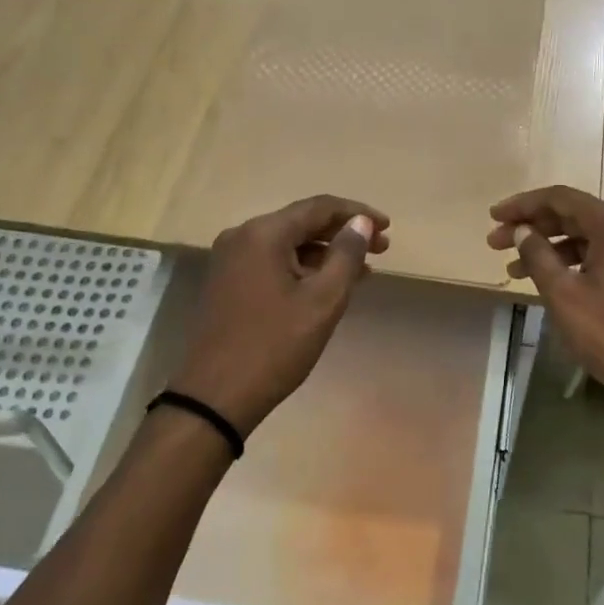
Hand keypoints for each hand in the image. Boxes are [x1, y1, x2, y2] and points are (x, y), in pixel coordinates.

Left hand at [171, 195, 389, 435]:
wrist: (215, 397)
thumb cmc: (275, 346)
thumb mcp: (322, 300)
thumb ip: (346, 255)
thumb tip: (361, 222)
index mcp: (263, 234)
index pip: (319, 207)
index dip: (357, 213)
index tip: (388, 227)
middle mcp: (242, 236)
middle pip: (302, 222)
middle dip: (343, 233)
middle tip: (382, 249)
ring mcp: (230, 260)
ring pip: (288, 244)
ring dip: (325, 253)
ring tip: (363, 270)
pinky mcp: (228, 282)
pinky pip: (273, 261)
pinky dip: (303, 268)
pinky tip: (327, 284)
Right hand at [488, 186, 603, 435]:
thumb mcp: (565, 296)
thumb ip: (538, 257)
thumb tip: (522, 231)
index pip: (559, 198)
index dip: (522, 205)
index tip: (493, 217)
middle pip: (573, 214)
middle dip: (533, 227)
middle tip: (496, 244)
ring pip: (587, 236)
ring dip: (550, 247)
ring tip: (514, 270)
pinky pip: (602, 253)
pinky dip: (573, 262)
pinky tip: (552, 280)